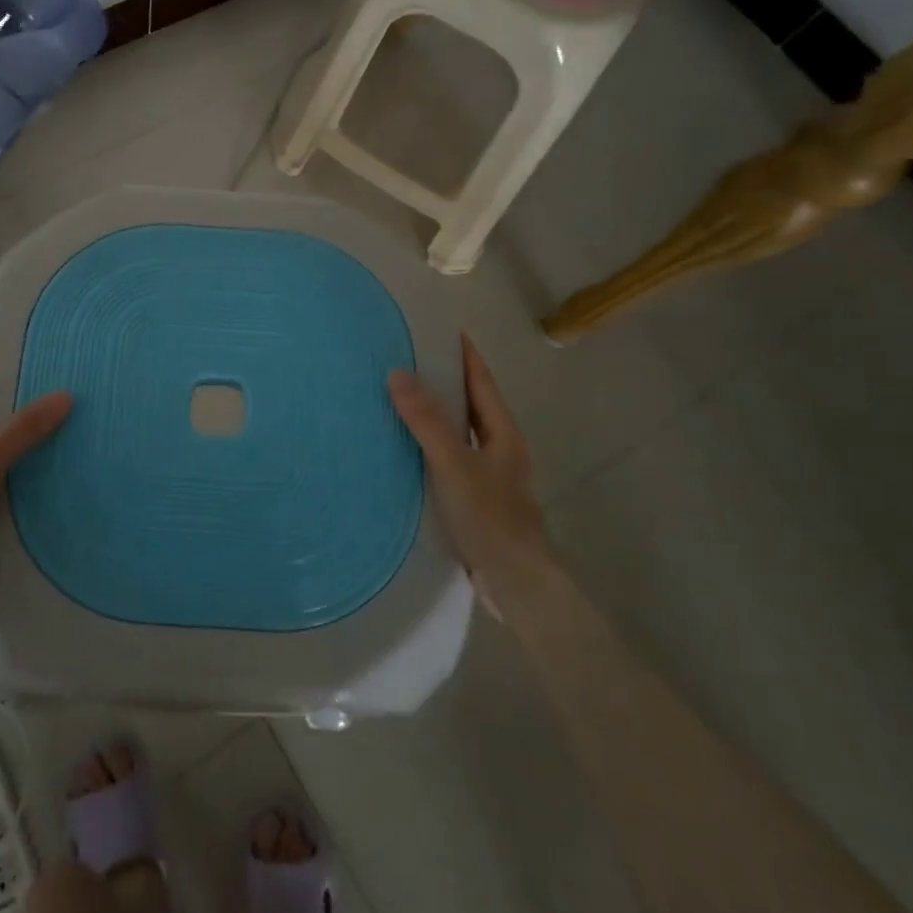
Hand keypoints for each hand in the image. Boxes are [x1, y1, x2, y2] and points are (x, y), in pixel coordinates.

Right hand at [388, 336, 546, 606]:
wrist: (515, 583)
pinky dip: (429, 445)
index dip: (465, 354)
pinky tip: (404, 450)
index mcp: (503, 434)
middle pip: (471, 405)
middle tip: (408, 358)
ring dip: (435, 415)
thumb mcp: (454, 464)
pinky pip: (449, 458)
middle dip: (446, 381)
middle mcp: (499, 449)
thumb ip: (427, 421)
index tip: (443, 329)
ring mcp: (488, 476)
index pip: (482, 381)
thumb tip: (397, 373)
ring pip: (459, 433)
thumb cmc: (490, 517)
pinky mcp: (474, 500)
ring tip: (399, 397)